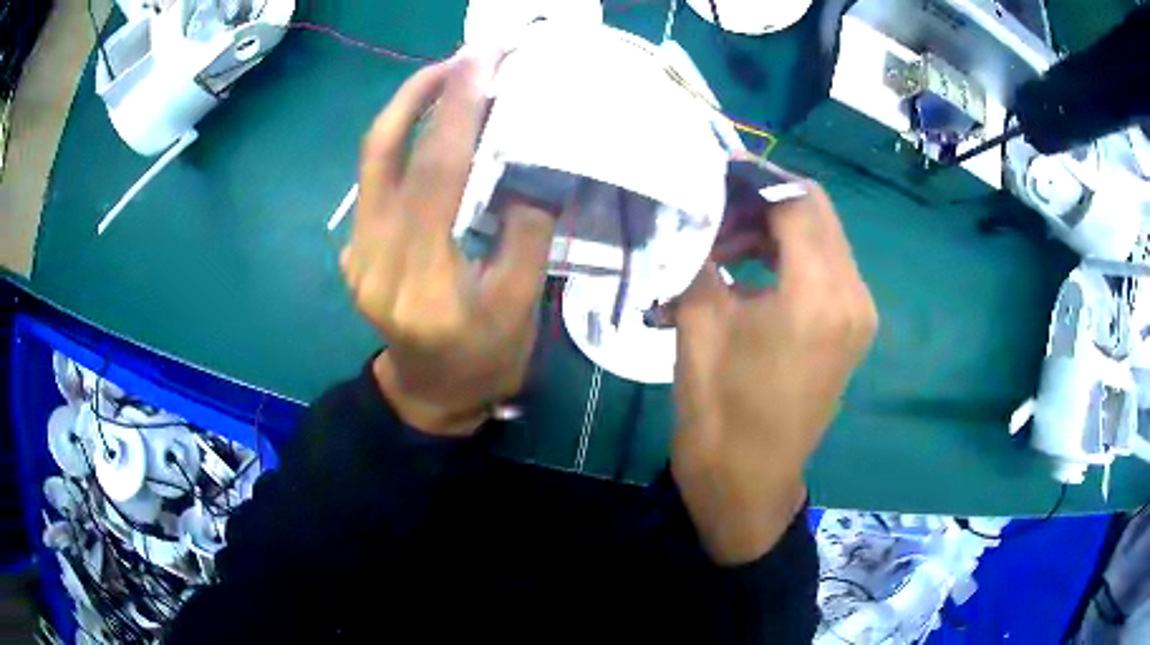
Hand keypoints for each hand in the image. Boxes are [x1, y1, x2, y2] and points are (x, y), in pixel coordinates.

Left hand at [340, 51, 556, 436]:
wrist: (427, 395)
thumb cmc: (482, 361)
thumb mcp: (520, 307)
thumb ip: (527, 231)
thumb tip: (532, 161)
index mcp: (423, 281)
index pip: (436, 174)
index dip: (458, 109)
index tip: (481, 59)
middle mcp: (374, 260)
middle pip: (384, 153)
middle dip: (422, 92)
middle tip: (463, 57)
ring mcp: (356, 253)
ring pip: (372, 160)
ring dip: (407, 109)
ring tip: (448, 78)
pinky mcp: (354, 249)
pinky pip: (374, 181)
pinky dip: (401, 141)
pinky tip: (431, 126)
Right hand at [670, 163, 876, 564]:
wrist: (750, 488)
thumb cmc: (719, 418)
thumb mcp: (698, 330)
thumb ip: (700, 260)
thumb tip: (692, 216)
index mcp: (817, 296)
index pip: (796, 201)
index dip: (753, 178)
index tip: (711, 174)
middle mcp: (852, 295)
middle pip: (816, 211)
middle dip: (763, 199)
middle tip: (711, 213)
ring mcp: (858, 313)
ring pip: (822, 236)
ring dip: (774, 228)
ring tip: (721, 248)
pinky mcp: (852, 329)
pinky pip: (826, 267)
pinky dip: (789, 255)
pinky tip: (748, 273)